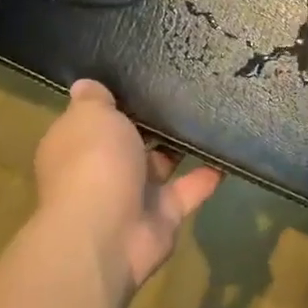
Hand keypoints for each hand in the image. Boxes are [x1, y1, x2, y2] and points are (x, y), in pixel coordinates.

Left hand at [31, 79, 222, 294]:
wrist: (107, 232)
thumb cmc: (93, 162)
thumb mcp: (90, 116)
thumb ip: (94, 99)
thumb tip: (86, 84)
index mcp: (77, 145)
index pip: (95, 118)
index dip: (115, 100)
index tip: (143, 75)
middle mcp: (102, 169)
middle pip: (131, 140)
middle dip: (153, 121)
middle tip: (186, 88)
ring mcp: (134, 194)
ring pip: (162, 163)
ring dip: (182, 145)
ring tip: (213, 113)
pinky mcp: (165, 214)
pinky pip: (190, 188)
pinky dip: (208, 174)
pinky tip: (230, 150)